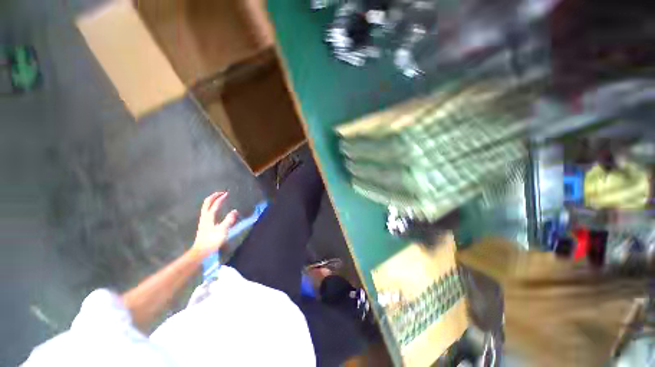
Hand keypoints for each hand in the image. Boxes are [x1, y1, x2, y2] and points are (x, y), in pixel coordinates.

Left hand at [192, 192, 237, 257]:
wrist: (201, 251)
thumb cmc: (212, 241)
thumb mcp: (223, 230)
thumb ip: (229, 220)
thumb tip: (235, 211)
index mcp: (209, 217)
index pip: (215, 204)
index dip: (221, 198)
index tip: (227, 193)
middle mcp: (205, 216)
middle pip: (207, 203)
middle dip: (214, 196)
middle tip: (221, 193)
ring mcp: (203, 220)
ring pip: (206, 206)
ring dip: (212, 200)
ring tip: (218, 198)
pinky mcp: (204, 224)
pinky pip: (207, 211)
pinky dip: (211, 206)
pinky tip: (215, 209)